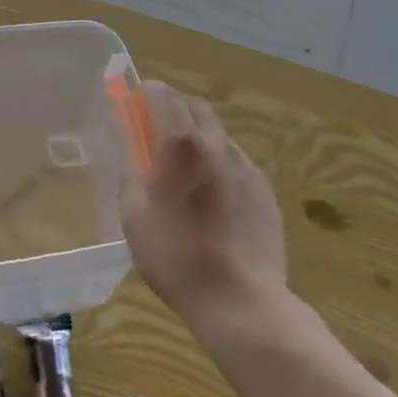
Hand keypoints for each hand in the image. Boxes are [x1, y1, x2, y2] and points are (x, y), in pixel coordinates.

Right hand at [120, 82, 287, 332]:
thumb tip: (135, 162)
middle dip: (175, 111)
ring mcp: (246, 167)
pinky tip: (215, 203)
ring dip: (199, 141)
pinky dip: (221, 168)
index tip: (136, 107)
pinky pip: (238, 165)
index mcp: (181, 144)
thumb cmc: (177, 257)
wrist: (242, 302)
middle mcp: (216, 145)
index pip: (164, 94)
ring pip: (218, 136)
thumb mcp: (134, 217)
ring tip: (188, 177)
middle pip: (196, 107)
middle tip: (158, 138)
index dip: (147, 94)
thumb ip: (131, 178)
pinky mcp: (266, 192)